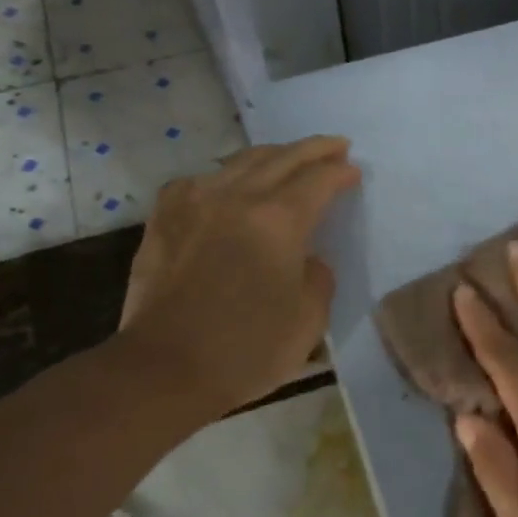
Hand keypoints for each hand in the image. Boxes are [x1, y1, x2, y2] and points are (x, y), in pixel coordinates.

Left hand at [114, 137, 359, 423]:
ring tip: (290, 159)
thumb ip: (318, 276)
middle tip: (336, 147)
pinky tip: (229, 185)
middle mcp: (237, 197)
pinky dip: (226, 175)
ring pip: (241, 161)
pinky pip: (201, 180)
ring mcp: (195, 202)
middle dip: (314, 149)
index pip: (319, 180)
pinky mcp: (165, 217)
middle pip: (283, 157)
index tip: (354, 172)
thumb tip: (306, 258)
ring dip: (273, 155)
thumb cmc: (247, 349)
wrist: (163, 369)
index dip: (341, 173)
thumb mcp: (310, 318)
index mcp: (278, 220)